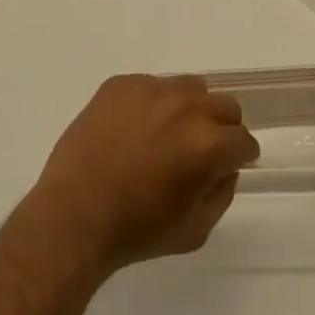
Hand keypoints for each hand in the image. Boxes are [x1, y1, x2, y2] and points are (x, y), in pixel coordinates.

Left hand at [19, 74, 259, 277]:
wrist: (72, 216)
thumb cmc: (136, 231)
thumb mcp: (195, 230)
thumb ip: (221, 194)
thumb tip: (224, 167)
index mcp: (208, 144)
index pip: (243, 140)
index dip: (240, 157)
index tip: (229, 165)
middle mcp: (186, 106)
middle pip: (225, 105)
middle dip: (221, 129)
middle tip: (200, 151)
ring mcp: (151, 88)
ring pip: (190, 88)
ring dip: (189, 109)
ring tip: (166, 136)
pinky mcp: (121, 83)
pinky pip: (151, 85)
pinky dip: (152, 104)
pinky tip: (134, 131)